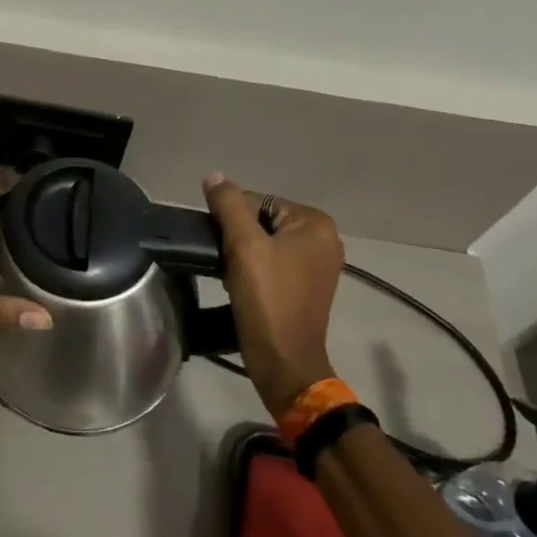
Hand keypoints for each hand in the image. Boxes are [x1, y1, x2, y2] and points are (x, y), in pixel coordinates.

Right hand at [202, 173, 343, 416]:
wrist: (283, 360)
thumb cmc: (267, 299)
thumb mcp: (244, 246)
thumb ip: (228, 205)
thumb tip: (213, 176)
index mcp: (314, 223)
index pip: (257, 200)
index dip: (231, 219)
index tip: (220, 244)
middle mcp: (324, 239)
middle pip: (262, 221)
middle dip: (237, 238)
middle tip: (224, 261)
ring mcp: (318, 265)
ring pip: (264, 243)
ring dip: (242, 255)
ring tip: (230, 276)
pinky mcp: (307, 287)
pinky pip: (272, 263)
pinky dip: (253, 270)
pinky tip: (240, 287)